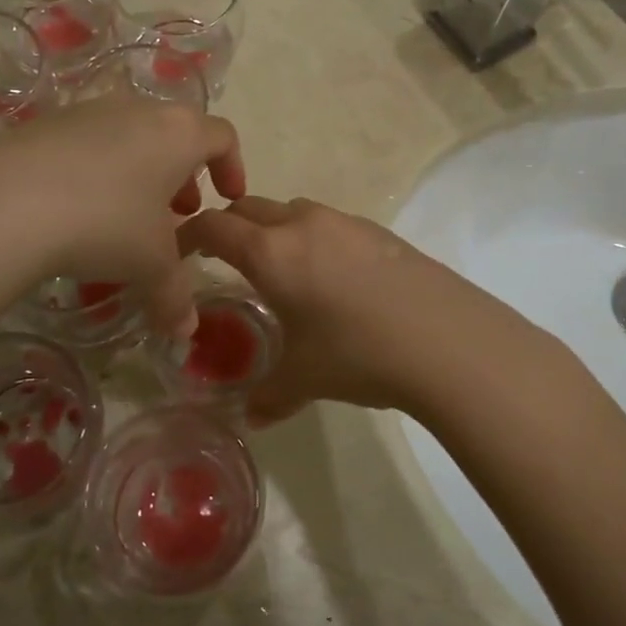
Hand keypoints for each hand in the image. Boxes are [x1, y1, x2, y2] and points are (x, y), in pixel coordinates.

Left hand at [0, 98, 246, 338]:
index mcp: (179, 133)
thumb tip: (185, 332)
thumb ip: (176, 296)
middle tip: (178, 213)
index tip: (226, 199)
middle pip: (174, 133)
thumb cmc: (107, 223)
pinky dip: (99, 170)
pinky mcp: (46, 123)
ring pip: (130, 136)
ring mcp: (89, 111)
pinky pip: (88, 143)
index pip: (222, 136)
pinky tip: (80, 208)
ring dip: (141, 171)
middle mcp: (138, 109)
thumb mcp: (151, 266)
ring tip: (129, 215)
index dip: (232, 167)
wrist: (9, 201)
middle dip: (183, 174)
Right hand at [177, 196, 486, 423]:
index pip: (213, 226)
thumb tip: (251, 418)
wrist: (447, 340)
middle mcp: (302, 224)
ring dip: (273, 230)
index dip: (187, 236)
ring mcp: (344, 222)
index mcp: (271, 252)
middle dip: (229, 228)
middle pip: (249, 207)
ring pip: (292, 211)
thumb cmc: (357, 354)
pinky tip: (332, 280)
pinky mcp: (377, 231)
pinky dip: (312, 239)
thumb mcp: (304, 378)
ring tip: (280, 272)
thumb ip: (269, 395)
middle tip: (224, 261)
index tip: (177, 254)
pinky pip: (328, 224)